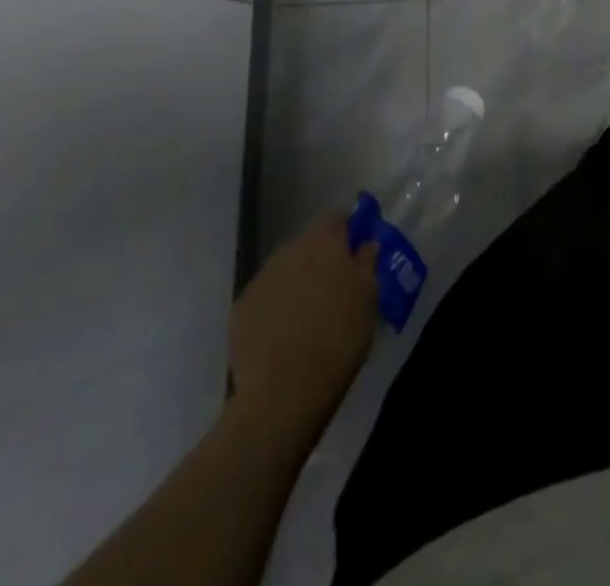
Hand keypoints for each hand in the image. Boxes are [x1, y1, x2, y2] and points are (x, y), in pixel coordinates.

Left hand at [228, 213, 378, 433]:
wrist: (283, 392)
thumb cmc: (338, 338)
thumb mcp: (369, 298)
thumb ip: (367, 262)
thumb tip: (366, 243)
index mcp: (323, 241)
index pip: (336, 217)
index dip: (348, 230)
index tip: (357, 251)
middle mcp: (289, 250)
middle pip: (308, 243)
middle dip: (321, 259)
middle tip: (335, 289)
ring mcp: (260, 279)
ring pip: (285, 270)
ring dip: (297, 282)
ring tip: (308, 316)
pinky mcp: (240, 309)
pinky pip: (265, 298)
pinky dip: (275, 308)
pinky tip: (283, 336)